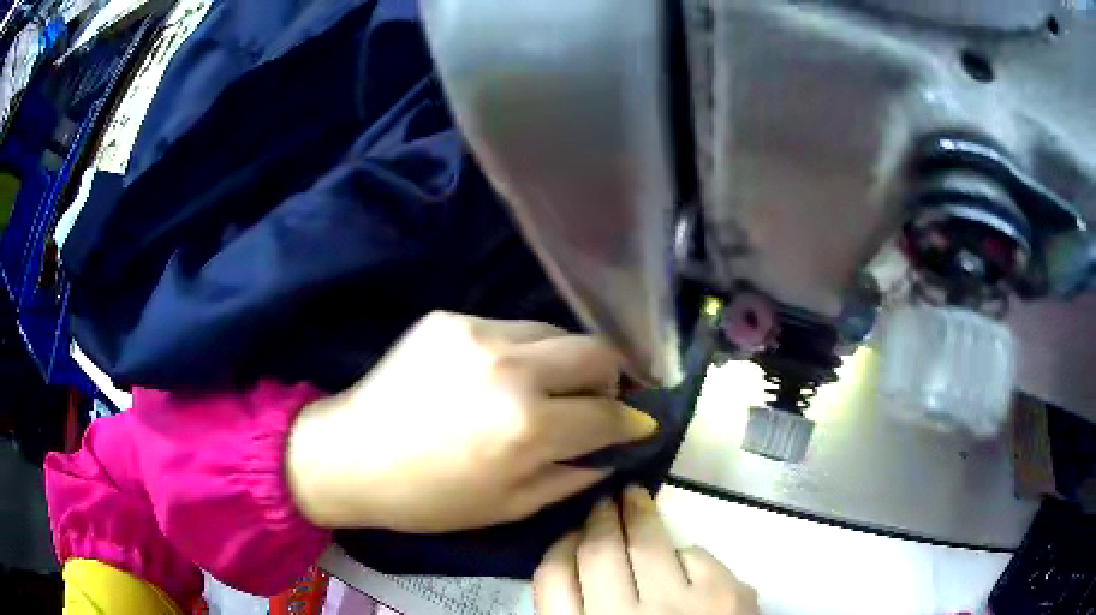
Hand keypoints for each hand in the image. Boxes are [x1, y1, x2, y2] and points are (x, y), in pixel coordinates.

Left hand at [285, 311, 657, 531]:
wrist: (350, 455)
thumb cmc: (430, 497)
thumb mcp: (512, 505)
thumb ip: (575, 474)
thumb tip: (616, 448)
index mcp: (527, 426)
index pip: (609, 412)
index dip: (632, 421)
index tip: (638, 424)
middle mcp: (511, 368)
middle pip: (597, 351)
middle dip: (612, 379)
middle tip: (599, 402)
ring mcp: (477, 333)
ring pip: (556, 332)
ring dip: (565, 363)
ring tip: (546, 391)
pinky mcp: (451, 317)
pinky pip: (510, 329)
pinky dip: (522, 354)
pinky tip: (496, 380)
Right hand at [534, 487, 758, 614]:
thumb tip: (572, 571)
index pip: (552, 579)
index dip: (558, 547)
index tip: (568, 533)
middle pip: (597, 552)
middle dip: (597, 520)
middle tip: (601, 503)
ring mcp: (677, 604)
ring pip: (646, 541)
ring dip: (637, 514)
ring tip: (633, 499)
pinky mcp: (724, 594)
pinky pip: (694, 554)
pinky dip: (685, 554)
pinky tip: (681, 562)